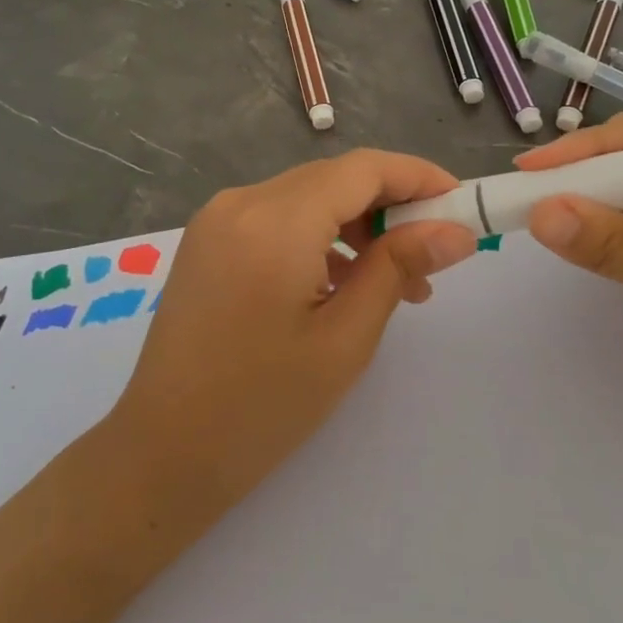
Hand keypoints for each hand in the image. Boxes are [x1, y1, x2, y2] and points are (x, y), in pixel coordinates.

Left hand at [108, 149, 478, 521]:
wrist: (163, 453)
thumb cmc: (262, 406)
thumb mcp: (346, 338)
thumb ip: (399, 268)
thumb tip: (455, 230)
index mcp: (275, 221)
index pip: (362, 169)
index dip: (417, 177)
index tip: (460, 203)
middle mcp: (241, 202)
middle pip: (334, 179)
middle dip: (390, 206)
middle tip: (433, 256)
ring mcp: (217, 220)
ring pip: (306, 197)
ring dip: (356, 225)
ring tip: (394, 283)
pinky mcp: (207, 241)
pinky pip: (277, 219)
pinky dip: (318, 237)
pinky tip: (341, 283)